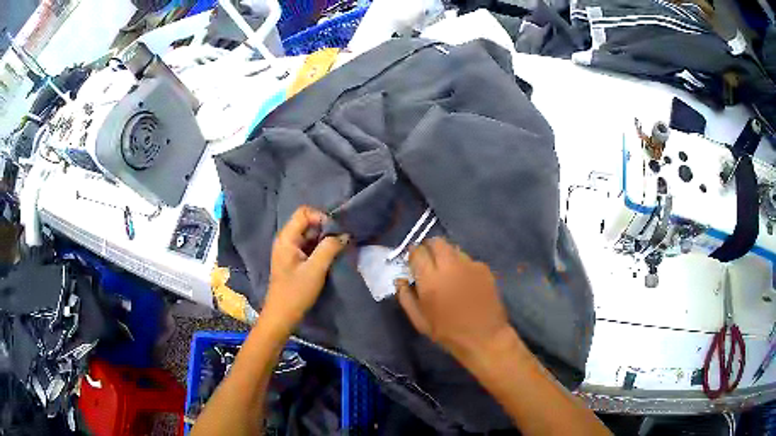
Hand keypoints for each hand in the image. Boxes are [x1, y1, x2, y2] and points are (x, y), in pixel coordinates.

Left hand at [262, 206, 348, 334]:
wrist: (282, 315)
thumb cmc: (296, 292)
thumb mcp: (315, 269)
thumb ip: (329, 248)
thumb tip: (344, 234)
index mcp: (286, 238)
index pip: (304, 212)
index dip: (321, 217)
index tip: (335, 232)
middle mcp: (286, 240)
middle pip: (307, 222)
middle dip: (325, 229)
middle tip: (340, 241)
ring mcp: (289, 250)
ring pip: (309, 235)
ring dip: (324, 239)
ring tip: (338, 249)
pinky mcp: (294, 260)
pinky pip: (308, 246)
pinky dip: (320, 248)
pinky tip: (330, 257)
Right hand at [395, 237, 512, 360]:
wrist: (485, 338)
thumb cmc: (448, 333)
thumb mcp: (420, 322)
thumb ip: (406, 298)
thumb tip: (400, 280)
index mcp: (431, 281)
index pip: (417, 252)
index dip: (413, 255)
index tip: (413, 263)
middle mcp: (450, 267)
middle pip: (436, 242)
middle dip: (429, 248)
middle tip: (429, 263)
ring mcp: (470, 266)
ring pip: (454, 249)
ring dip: (447, 256)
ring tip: (449, 273)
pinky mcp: (484, 269)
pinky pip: (469, 260)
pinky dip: (463, 266)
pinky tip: (465, 282)